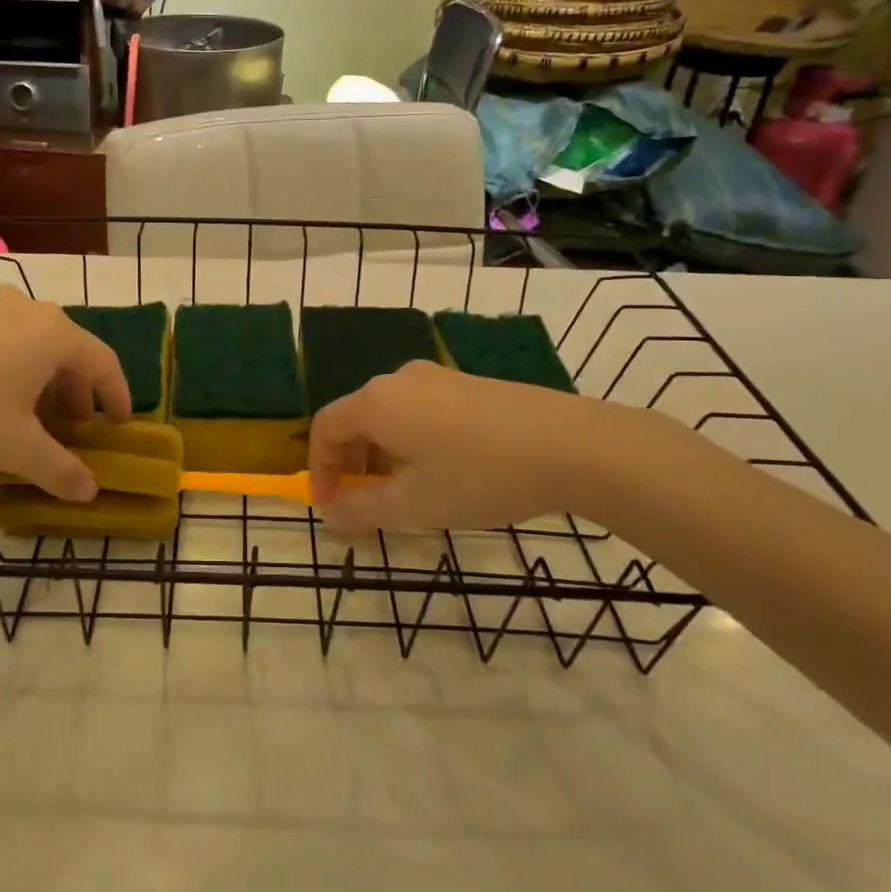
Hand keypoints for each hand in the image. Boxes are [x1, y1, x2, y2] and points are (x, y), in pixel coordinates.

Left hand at [0, 286, 131, 497]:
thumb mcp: (18, 450)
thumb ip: (62, 470)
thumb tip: (90, 493)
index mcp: (52, 332)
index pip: (103, 361)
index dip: (118, 395)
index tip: (120, 424)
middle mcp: (24, 308)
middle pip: (67, 350)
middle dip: (76, 393)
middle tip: (73, 429)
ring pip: (31, 344)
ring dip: (42, 381)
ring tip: (31, 419)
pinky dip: (10, 368)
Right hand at [308, 361, 639, 530]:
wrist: (572, 445)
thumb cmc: (479, 476)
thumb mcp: (414, 505)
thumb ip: (362, 511)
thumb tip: (329, 515)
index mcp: (377, 402)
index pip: (326, 427)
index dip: (319, 467)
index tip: (330, 505)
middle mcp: (399, 380)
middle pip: (356, 418)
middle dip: (350, 463)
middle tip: (363, 502)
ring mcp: (437, 377)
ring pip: (389, 415)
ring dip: (381, 454)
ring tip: (403, 491)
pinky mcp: (468, 383)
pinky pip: (419, 409)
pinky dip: (410, 440)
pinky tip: (441, 470)